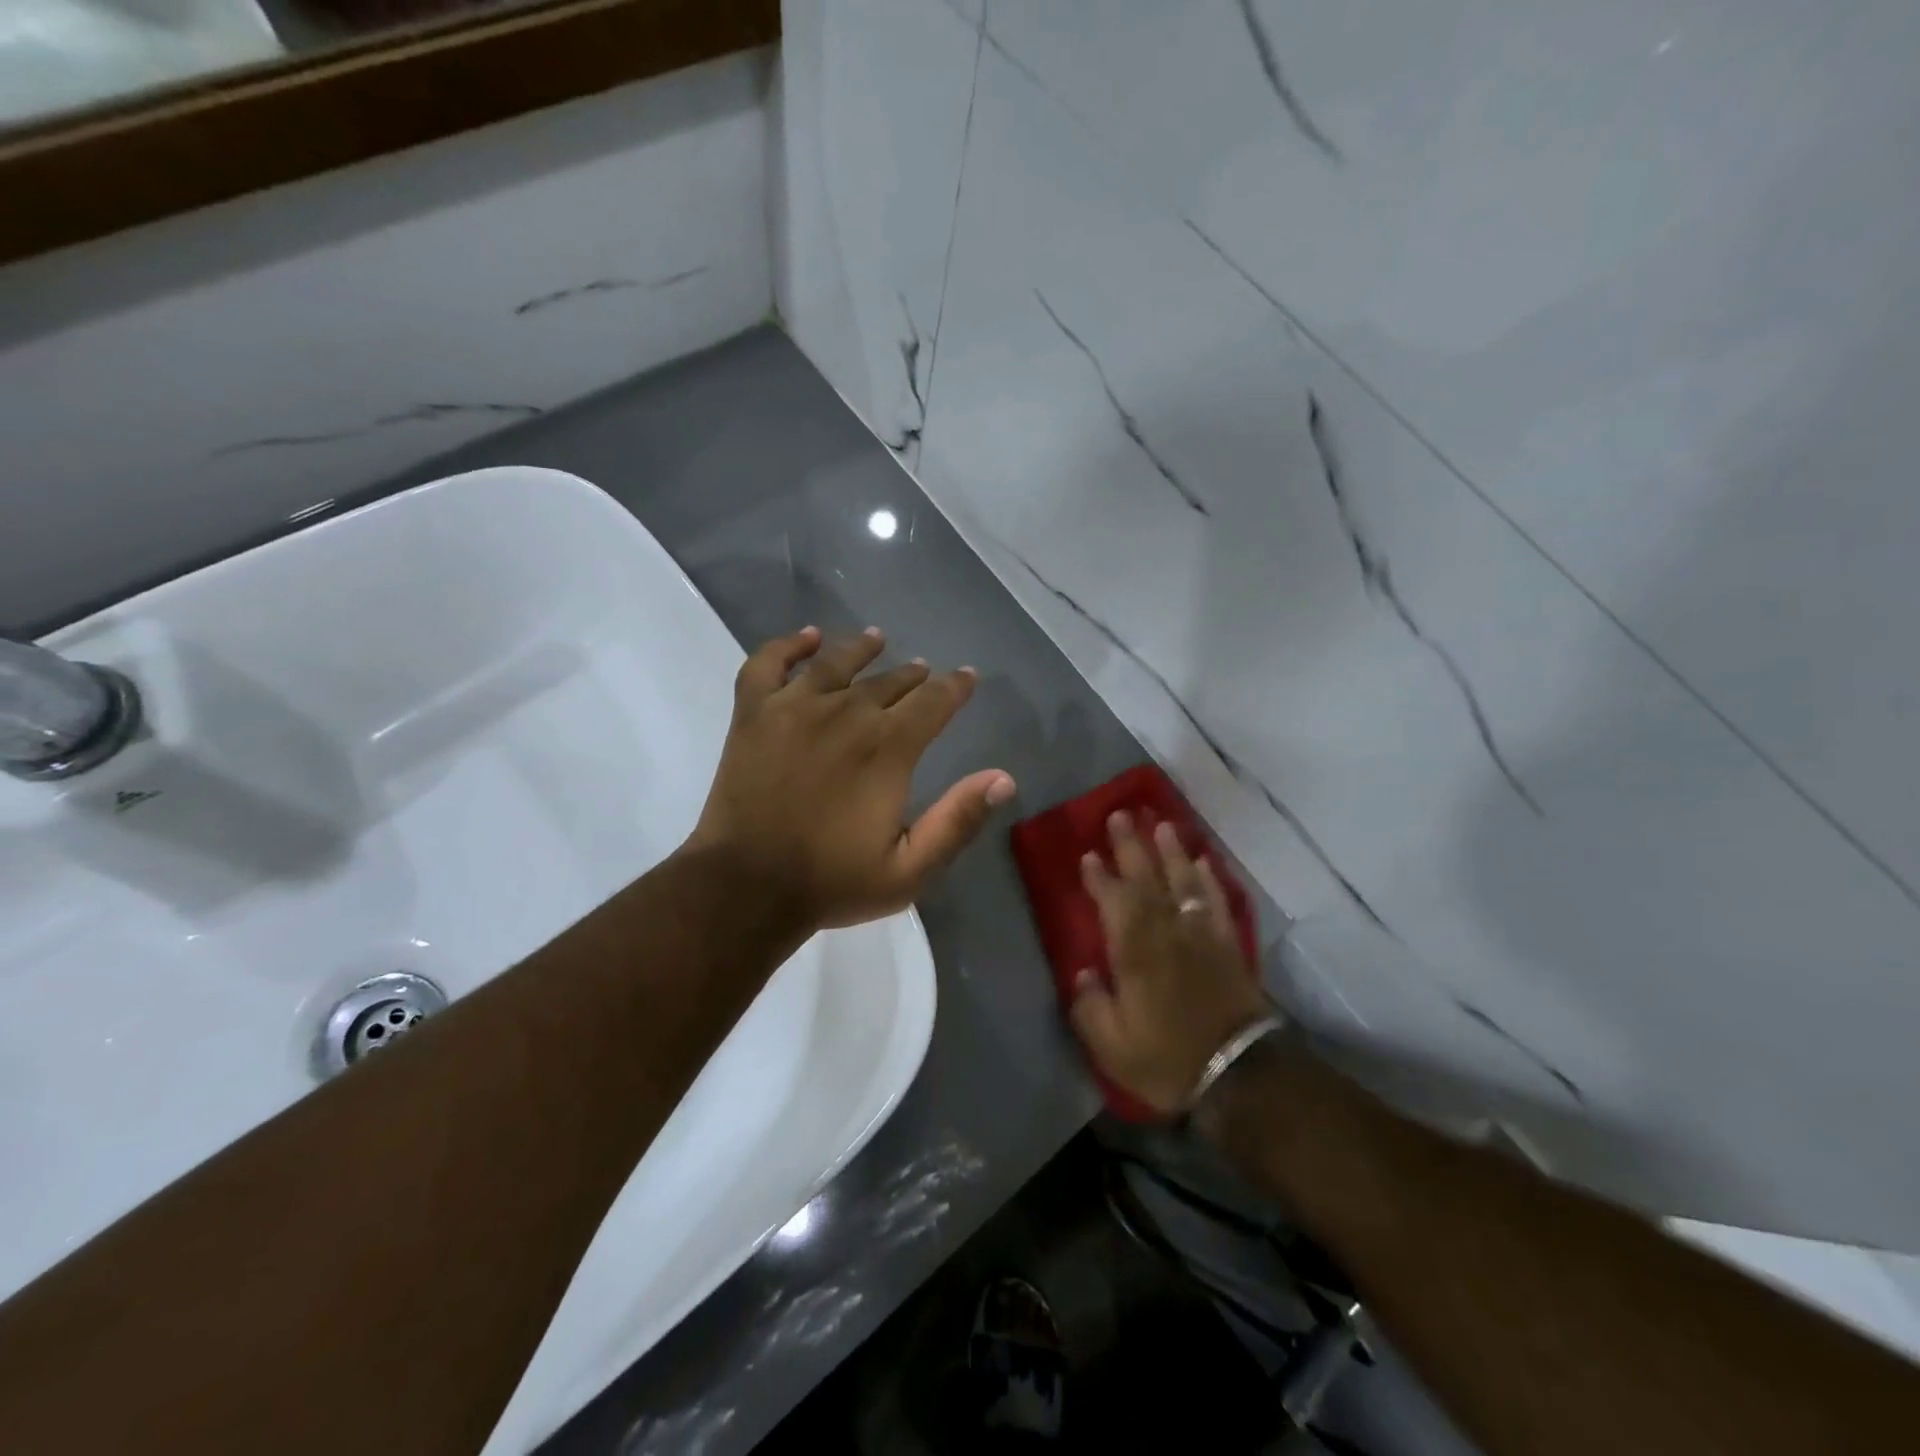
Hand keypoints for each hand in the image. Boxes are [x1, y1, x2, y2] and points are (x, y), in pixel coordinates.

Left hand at [687, 626, 1015, 930]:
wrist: (747, 887)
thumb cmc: (832, 881)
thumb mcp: (910, 869)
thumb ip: (958, 820)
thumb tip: (1003, 778)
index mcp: (888, 748)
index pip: (934, 701)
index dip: (956, 686)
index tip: (967, 677)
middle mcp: (846, 713)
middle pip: (889, 681)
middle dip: (914, 675)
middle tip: (925, 672)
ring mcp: (794, 707)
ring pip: (836, 662)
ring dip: (862, 649)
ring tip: (877, 638)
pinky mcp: (753, 713)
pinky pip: (768, 663)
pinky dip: (788, 645)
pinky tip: (808, 638)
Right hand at [1069, 812, 1270, 1115]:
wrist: (1240, 1075)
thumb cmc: (1168, 1059)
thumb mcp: (1111, 1046)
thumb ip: (1090, 1006)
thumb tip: (1081, 973)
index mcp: (1135, 950)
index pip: (1113, 900)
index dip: (1099, 876)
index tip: (1088, 854)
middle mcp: (1167, 931)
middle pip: (1147, 878)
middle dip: (1132, 846)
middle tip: (1120, 815)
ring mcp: (1201, 935)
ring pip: (1184, 881)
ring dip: (1171, 851)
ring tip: (1162, 824)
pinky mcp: (1228, 945)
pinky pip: (1218, 901)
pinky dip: (1210, 879)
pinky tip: (1204, 862)